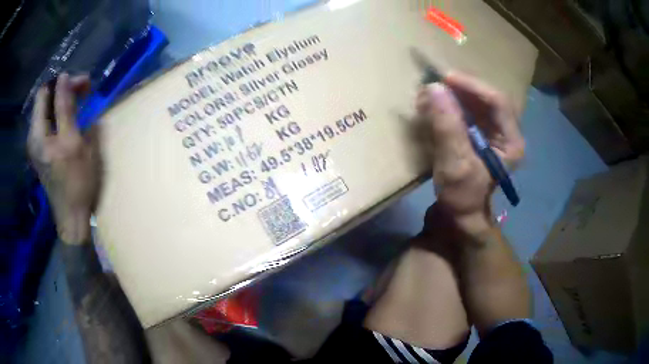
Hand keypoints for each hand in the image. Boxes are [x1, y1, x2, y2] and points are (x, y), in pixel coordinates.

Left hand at [28, 73, 96, 243]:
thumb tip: (64, 79)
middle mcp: (33, 137)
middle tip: (84, 90)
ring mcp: (36, 145)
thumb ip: (66, 109)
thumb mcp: (74, 143)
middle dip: (63, 89)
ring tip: (79, 102)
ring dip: (62, 101)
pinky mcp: (41, 151)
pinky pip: (48, 122)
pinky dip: (59, 114)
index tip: (84, 84)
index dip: (64, 83)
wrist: (72, 217)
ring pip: (46, 110)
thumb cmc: (77, 183)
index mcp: (38, 135)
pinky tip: (70, 117)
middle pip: (45, 100)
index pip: (46, 92)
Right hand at [417, 72, 523, 234]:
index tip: (446, 79)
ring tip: (432, 93)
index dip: (473, 86)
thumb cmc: (462, 196)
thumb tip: (434, 88)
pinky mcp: (479, 135)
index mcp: (511, 142)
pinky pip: (468, 111)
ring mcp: (493, 133)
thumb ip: (447, 126)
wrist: (460, 217)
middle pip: (488, 98)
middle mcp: (506, 133)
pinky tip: (437, 104)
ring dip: (455, 94)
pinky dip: (452, 104)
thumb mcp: (455, 164)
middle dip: (463, 89)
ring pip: (478, 102)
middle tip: (437, 84)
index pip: (498, 102)